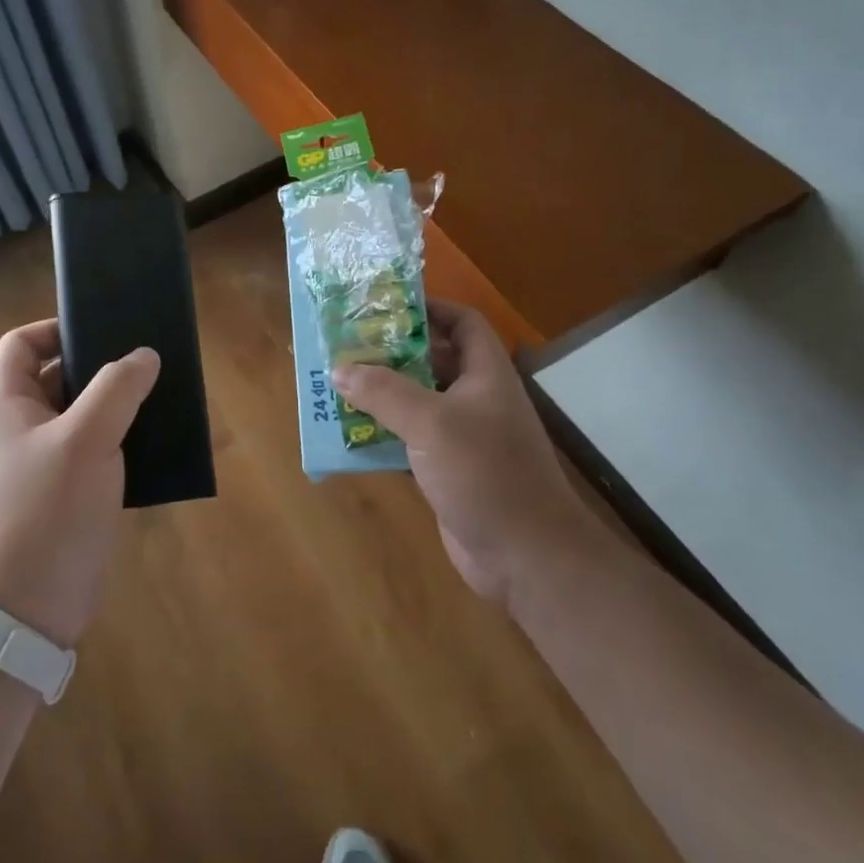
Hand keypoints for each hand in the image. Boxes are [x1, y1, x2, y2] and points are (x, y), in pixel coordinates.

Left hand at [0, 319, 159, 647]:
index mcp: (6, 405)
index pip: (20, 344)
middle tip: (143, 359)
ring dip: (114, 404)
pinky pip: (91, 450)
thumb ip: (117, 389)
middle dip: (97, 366)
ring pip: (78, 415)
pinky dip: (118, 439)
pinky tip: (153, 440)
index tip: (101, 328)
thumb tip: (144, 355)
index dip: (54, 328)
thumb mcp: (86, 439)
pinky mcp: (62, 494)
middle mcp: (18, 428)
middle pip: (54, 376)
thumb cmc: (48, 510)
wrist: (29, 607)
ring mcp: (39, 463)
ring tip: (157, 394)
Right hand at [333, 300, 585, 603]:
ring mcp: (464, 437)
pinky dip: (382, 434)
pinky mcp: (448, 470)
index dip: (429, 308)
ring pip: (417, 402)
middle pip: (432, 360)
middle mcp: (476, 399)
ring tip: (337, 384)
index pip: (462, 322)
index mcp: (485, 374)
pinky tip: (348, 434)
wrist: (526, 557)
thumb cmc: (486, 473)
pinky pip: (410, 440)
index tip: (385, 306)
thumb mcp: (432, 423)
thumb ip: (384, 392)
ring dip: (381, 395)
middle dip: (391, 352)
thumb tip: (340, 368)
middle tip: (346, 345)